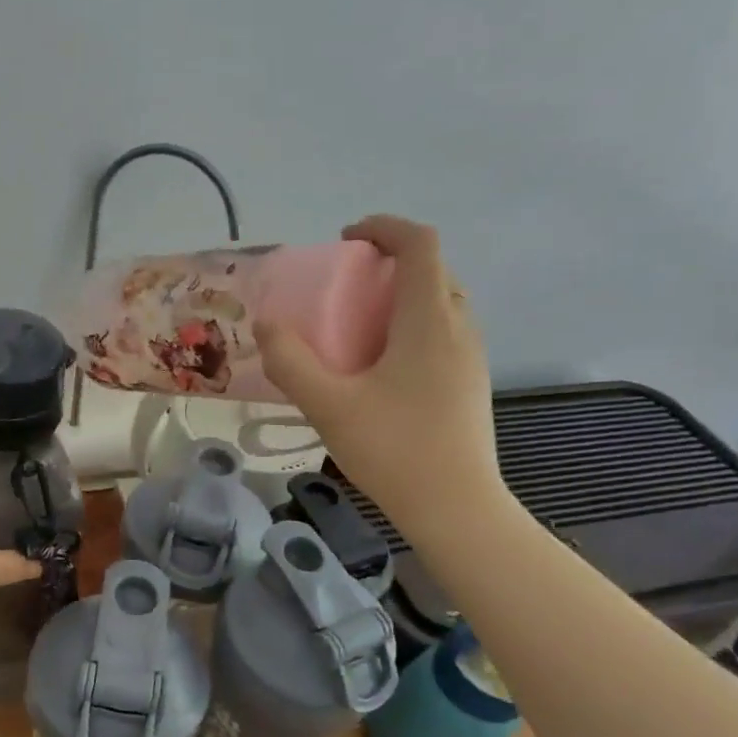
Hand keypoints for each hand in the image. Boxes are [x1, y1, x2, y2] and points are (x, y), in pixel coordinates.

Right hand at [254, 216, 503, 531]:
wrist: (455, 508)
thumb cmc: (394, 450)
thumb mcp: (328, 406)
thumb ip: (291, 362)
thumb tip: (266, 326)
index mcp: (428, 320)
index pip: (420, 244)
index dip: (384, 228)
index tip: (347, 240)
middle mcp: (458, 328)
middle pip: (433, 271)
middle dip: (391, 263)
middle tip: (348, 286)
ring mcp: (471, 358)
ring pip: (441, 304)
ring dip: (403, 297)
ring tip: (360, 326)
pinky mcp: (471, 385)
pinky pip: (444, 334)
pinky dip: (413, 327)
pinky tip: (382, 368)